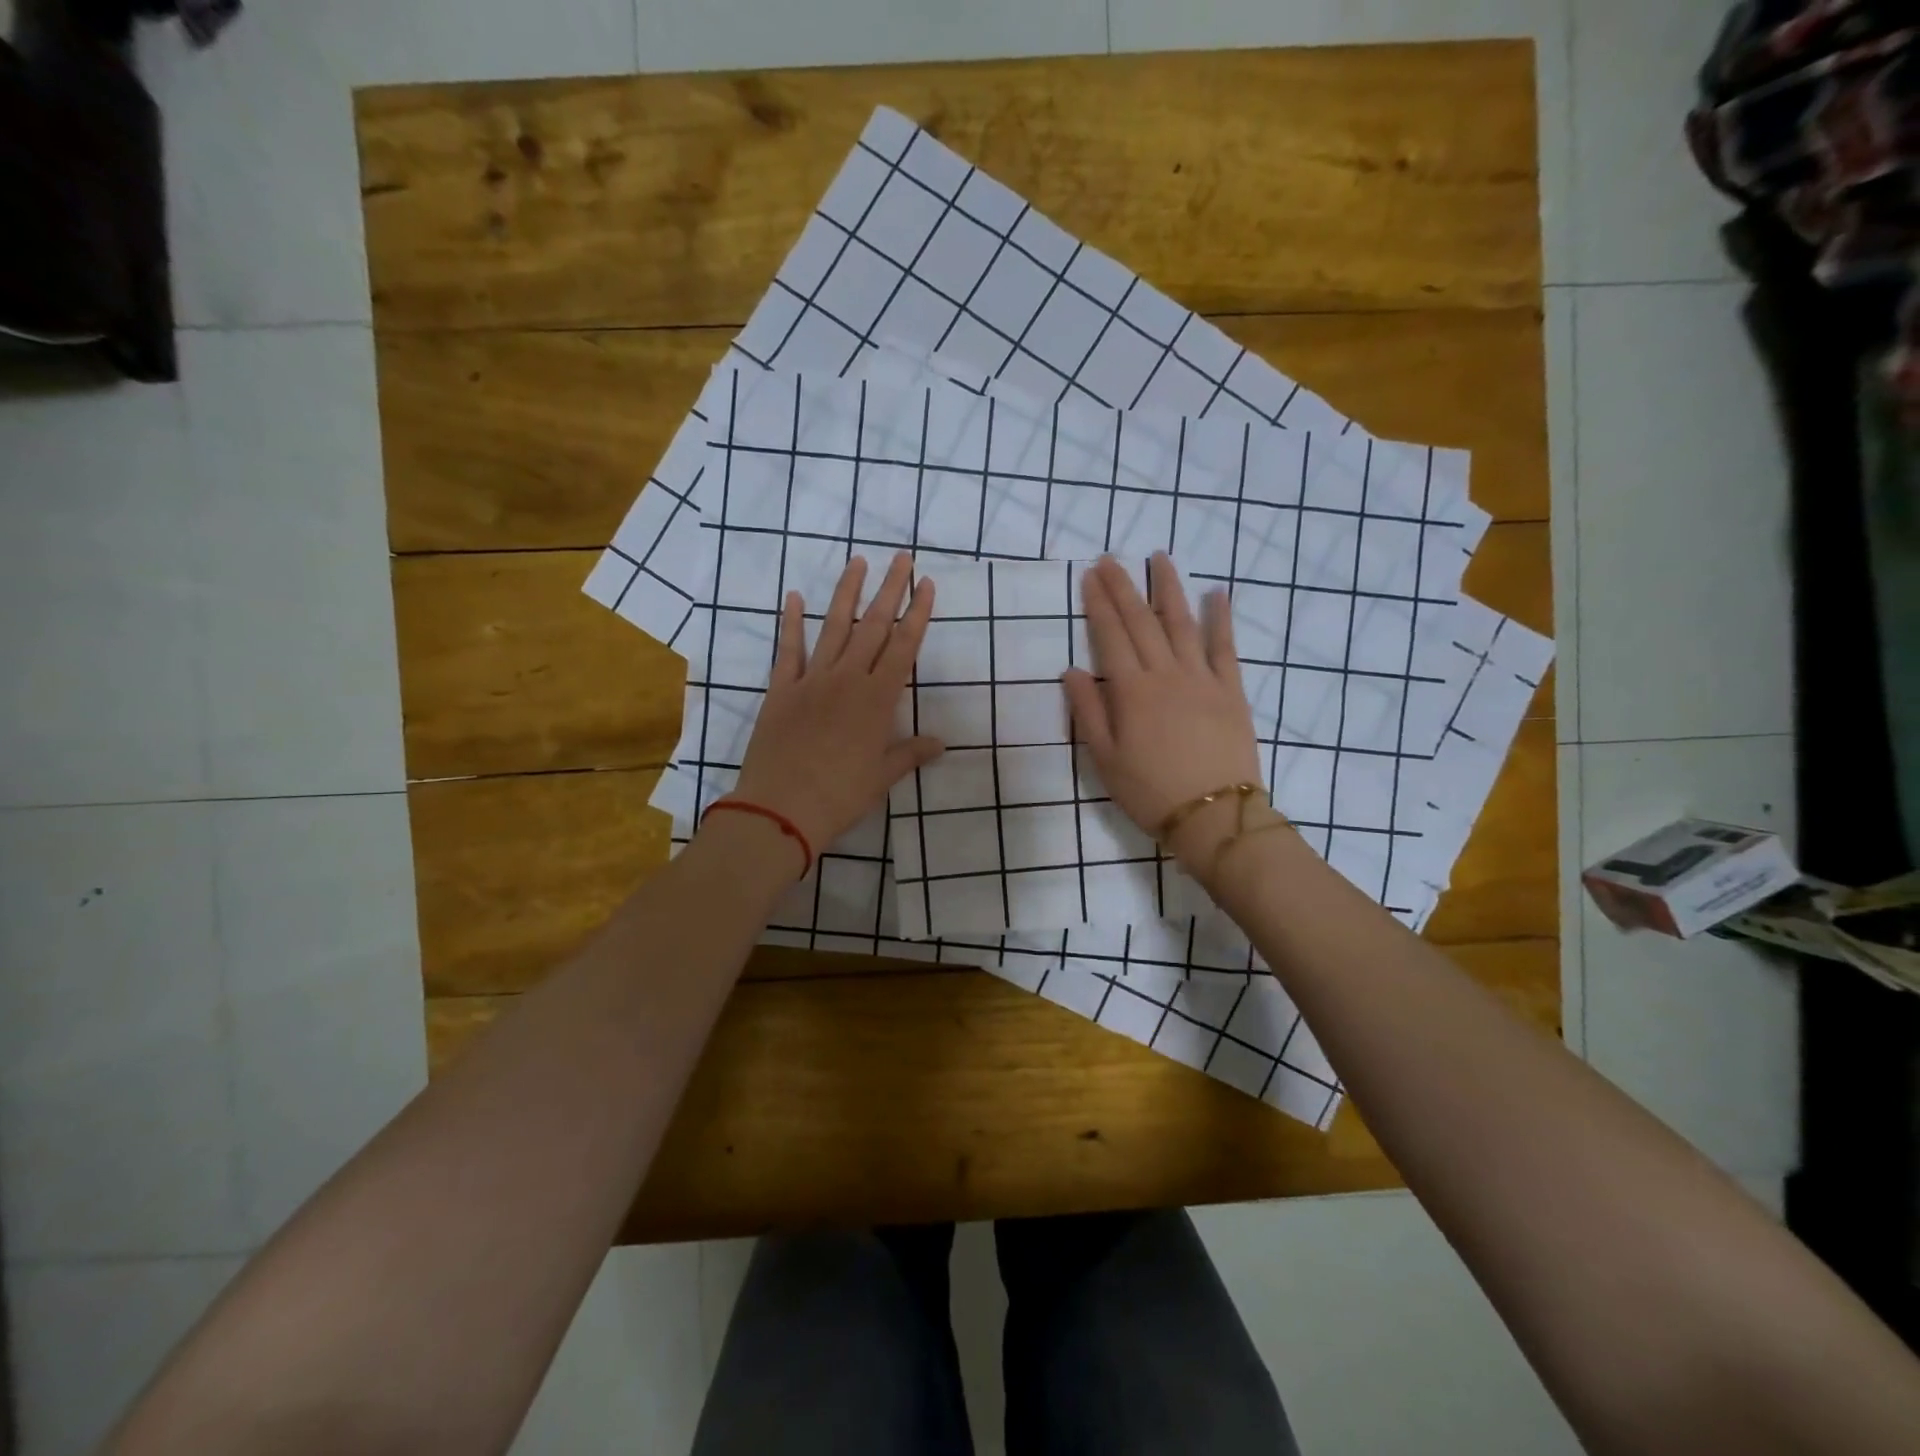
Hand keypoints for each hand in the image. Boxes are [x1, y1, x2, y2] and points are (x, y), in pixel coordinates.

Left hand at [726, 553, 943, 863]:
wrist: (781, 808)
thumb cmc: (840, 795)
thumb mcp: (881, 776)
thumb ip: (909, 753)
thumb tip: (939, 743)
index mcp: (877, 699)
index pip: (903, 647)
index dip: (917, 614)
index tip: (926, 584)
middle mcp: (847, 679)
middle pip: (873, 626)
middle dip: (889, 589)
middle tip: (901, 558)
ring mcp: (812, 680)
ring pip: (834, 627)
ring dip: (847, 593)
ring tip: (858, 561)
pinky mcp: (781, 690)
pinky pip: (788, 650)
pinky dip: (791, 622)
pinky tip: (793, 597)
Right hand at [1062, 554, 1268, 871]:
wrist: (1214, 816)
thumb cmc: (1150, 792)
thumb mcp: (1105, 759)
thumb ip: (1088, 711)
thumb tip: (1072, 671)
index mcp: (1132, 692)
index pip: (1111, 636)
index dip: (1099, 604)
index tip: (1089, 576)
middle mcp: (1166, 674)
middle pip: (1142, 622)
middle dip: (1124, 587)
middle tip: (1111, 559)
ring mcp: (1202, 679)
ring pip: (1182, 623)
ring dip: (1169, 589)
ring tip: (1160, 558)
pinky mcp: (1231, 690)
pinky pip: (1225, 647)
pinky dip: (1220, 618)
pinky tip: (1217, 593)